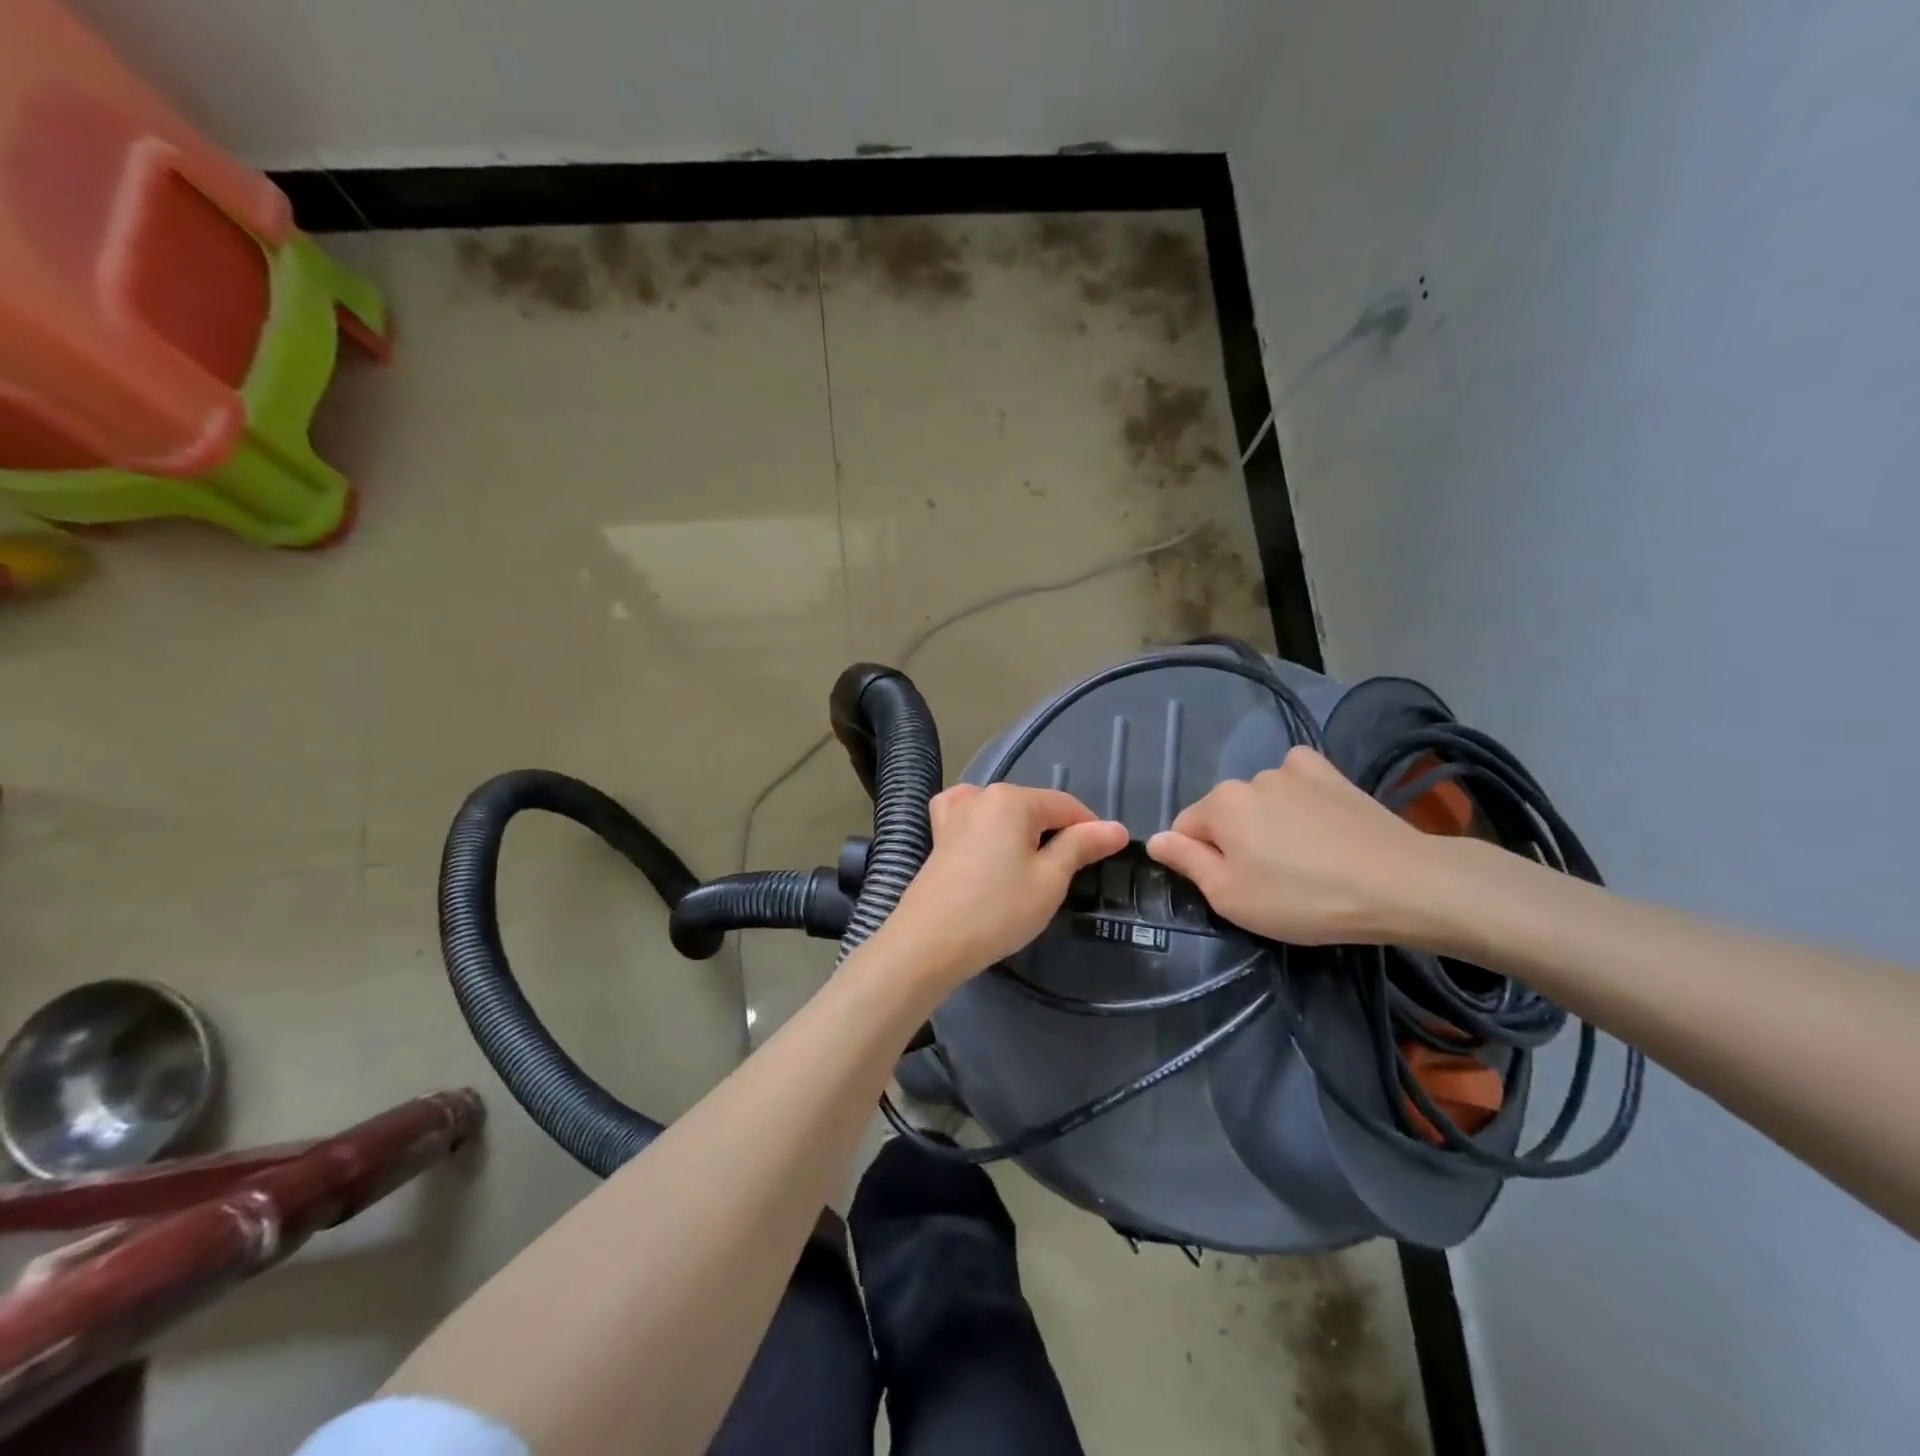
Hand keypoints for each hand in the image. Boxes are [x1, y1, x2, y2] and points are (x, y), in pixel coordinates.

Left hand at [880, 784, 1127, 986]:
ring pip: (1004, 811)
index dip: (1091, 830)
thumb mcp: (1050, 880)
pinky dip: (986, 822)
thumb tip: (1116, 828)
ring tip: (1031, 865)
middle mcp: (982, 795)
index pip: (1067, 806)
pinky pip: (970, 815)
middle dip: (1057, 832)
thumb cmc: (997, 911)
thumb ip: (1081, 846)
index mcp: (1013, 799)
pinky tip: (989, 838)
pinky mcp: (939, 834)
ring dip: (1024, 831)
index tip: (1103, 859)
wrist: (930, 942)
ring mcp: (956, 812)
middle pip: (1035, 807)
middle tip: (1067, 874)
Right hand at [1145, 746, 1442, 944]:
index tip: (1234, 888)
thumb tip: (1154, 839)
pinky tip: (1319, 821)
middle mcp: (1249, 777)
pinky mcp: (1331, 773)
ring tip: (1306, 859)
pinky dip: (1298, 797)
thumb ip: (1187, 863)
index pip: (1184, 829)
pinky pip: (1297, 781)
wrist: (1400, 883)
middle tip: (1271, 882)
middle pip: (1224, 813)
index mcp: (1220, 805)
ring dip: (1269, 822)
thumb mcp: (1231, 897)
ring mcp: (1293, 770)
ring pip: (1260, 800)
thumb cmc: (1304, 898)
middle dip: (1235, 841)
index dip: (1200, 861)